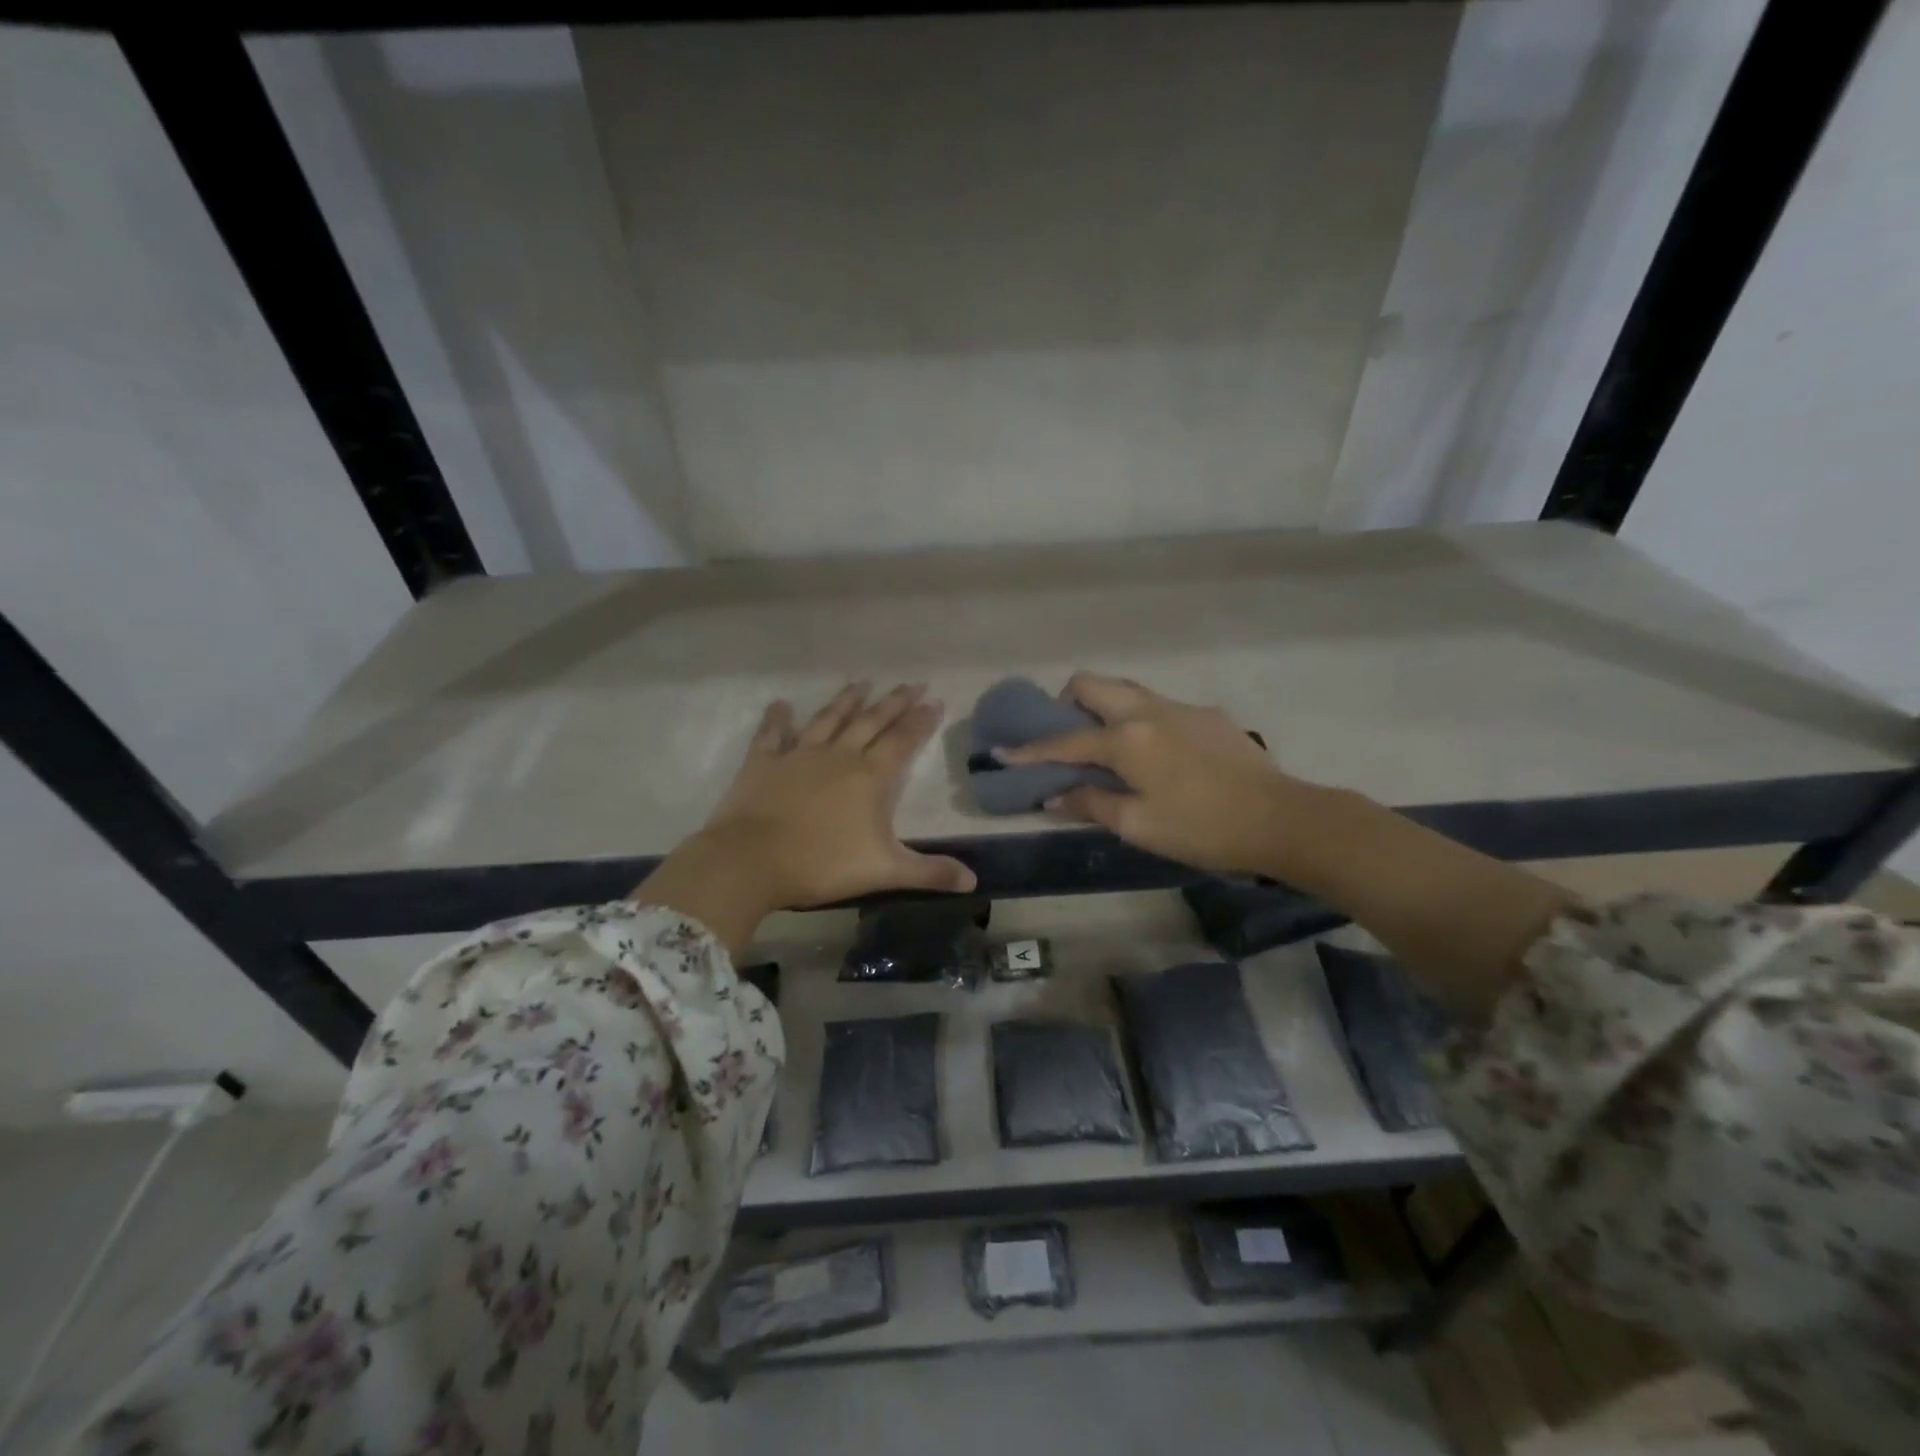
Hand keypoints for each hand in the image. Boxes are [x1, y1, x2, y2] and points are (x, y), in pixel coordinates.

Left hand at [632, 683, 975, 951]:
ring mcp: (799, 755)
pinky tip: (781, 704)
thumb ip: (929, 872)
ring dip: (847, 700)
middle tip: (912, 683)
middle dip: (894, 702)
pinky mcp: (764, 762)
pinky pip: (772, 734)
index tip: (935, 701)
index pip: (903, 741)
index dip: (921, 721)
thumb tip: (973, 881)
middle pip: (872, 721)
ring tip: (862, 683)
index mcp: (870, 776)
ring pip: (829, 719)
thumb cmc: (821, 864)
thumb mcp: (884, 871)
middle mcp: (839, 756)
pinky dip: (777, 719)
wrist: (751, 860)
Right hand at [997, 672, 1304, 875]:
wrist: (1281, 819)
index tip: (1002, 753)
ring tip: (1104, 744)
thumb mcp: (1138, 825)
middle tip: (1064, 735)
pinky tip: (1156, 756)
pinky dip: (1140, 720)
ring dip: (1103, 707)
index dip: (1029, 750)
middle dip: (1065, 702)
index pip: (1064, 740)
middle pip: (1092, 684)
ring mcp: (1181, 707)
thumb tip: (1053, 794)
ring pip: (1127, 689)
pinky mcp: (1208, 715)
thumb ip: (1090, 803)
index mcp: (1126, 738)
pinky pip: (1159, 706)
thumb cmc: (1201, 828)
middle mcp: (1148, 710)